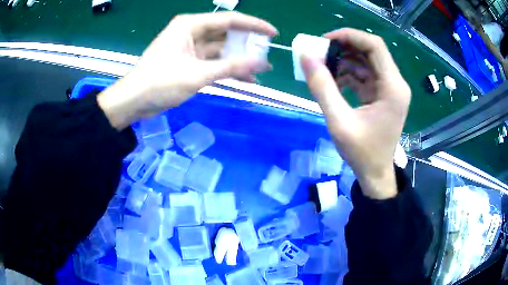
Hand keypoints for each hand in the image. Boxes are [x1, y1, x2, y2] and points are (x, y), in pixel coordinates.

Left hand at [98, 12, 277, 129]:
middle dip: (247, 44)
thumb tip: (262, 63)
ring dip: (239, 60)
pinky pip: (213, 61)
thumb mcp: (197, 74)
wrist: (134, 101)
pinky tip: (244, 79)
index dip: (254, 25)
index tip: (273, 34)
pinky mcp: (189, 62)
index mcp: (190, 25)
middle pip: (226, 33)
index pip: (229, 20)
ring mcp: (190, 47)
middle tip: (267, 55)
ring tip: (261, 70)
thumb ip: (231, 67)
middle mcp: (191, 32)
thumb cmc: (160, 82)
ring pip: (221, 49)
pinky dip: (227, 69)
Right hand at [301, 28, 410, 199]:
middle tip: (320, 51)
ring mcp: (389, 89)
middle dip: (344, 47)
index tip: (325, 40)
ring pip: (366, 61)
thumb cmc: (362, 152)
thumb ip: (322, 87)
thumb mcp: (339, 121)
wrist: (375, 173)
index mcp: (393, 87)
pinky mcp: (382, 94)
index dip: (350, 36)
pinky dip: (348, 73)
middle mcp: (395, 83)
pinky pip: (364, 75)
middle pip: (370, 51)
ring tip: (322, 66)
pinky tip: (333, 81)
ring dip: (344, 60)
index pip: (375, 46)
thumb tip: (305, 57)